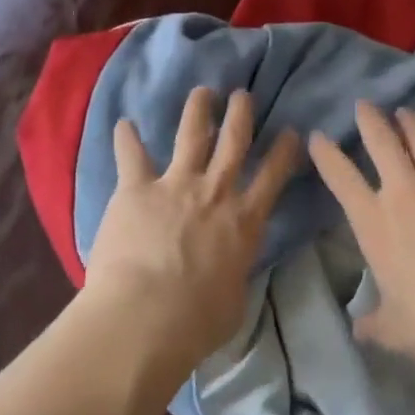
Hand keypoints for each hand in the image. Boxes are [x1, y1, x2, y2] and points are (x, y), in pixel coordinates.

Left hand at [83, 86, 300, 370]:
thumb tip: (232, 270)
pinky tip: (123, 123)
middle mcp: (215, 192)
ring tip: (202, 92)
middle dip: (241, 113)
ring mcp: (176, 185)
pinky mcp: (137, 189)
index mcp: (245, 220)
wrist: (146, 316)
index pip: (274, 175)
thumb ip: (236, 274)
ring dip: (197, 110)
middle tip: (243, 94)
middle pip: (234, 140)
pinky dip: (126, 138)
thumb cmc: (197, 321)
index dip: (285, 150)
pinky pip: (131, 156)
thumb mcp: (236, 300)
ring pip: (191, 134)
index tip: (291, 132)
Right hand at [309, 103, 414, 368]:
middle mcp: (406, 195)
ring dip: (413, 125)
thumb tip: (359, 328)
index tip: (317, 135)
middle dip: (370, 121)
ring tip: (406, 112)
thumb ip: (373, 322)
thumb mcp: (392, 329)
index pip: (341, 180)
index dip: (326, 155)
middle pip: (382, 144)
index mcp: (376, 225)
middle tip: (364, 104)